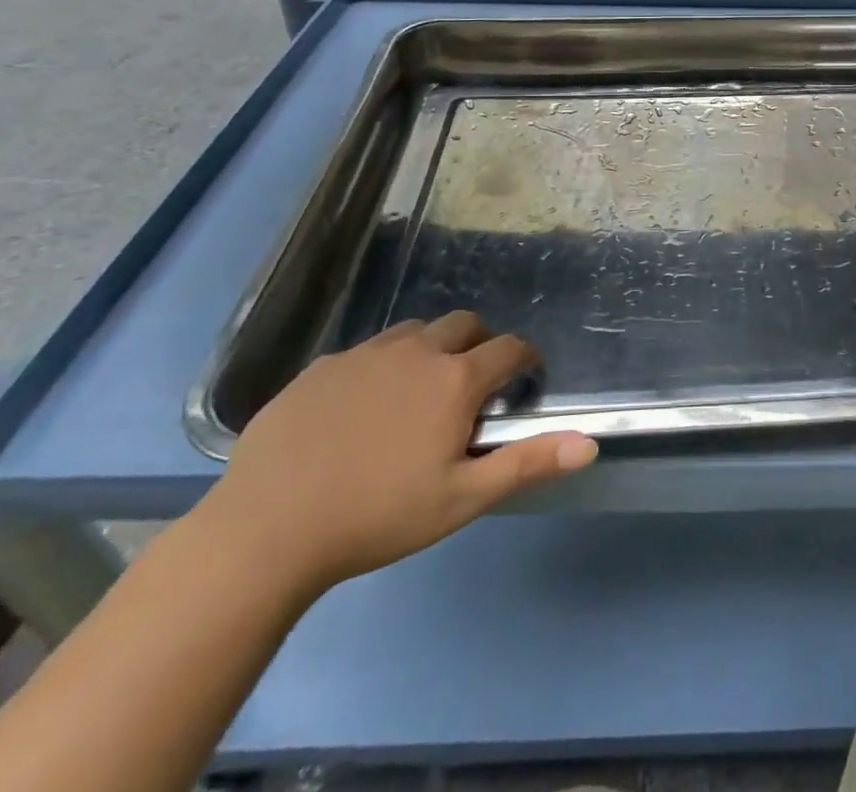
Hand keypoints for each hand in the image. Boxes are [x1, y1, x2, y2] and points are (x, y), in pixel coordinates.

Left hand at [199, 313, 595, 596]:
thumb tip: (589, 444)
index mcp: (455, 379)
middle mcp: (416, 351)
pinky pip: (367, 351)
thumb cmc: (376, 517)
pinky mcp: (322, 366)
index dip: (525, 360)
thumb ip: (527, 464)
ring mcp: (365, 354)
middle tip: (472, 386)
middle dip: (479, 344)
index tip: (525, 379)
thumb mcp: (461, 498)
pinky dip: (382, 366)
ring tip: (419, 393)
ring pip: (415, 331)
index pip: (509, 348)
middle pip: (464, 324)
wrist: (266, 530)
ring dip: (431, 349)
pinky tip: (363, 409)